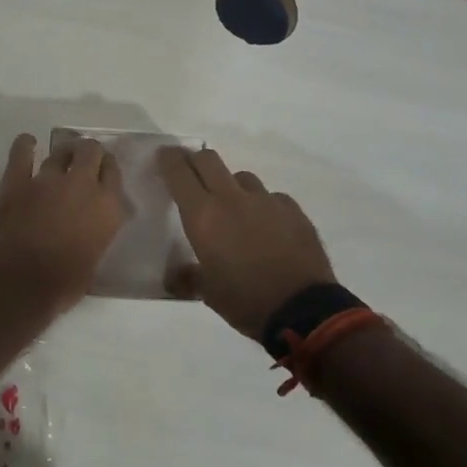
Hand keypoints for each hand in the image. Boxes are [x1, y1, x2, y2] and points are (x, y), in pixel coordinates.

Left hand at [0, 133, 127, 308]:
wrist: (23, 283)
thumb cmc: (65, 282)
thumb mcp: (96, 256)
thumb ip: (98, 231)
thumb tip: (91, 224)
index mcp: (107, 206)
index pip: (113, 172)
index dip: (107, 168)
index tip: (102, 171)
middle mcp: (82, 185)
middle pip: (90, 151)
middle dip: (88, 152)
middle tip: (83, 159)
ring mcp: (48, 179)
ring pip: (60, 151)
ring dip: (62, 153)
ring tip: (61, 156)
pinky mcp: (18, 180)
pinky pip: (21, 153)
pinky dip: (25, 145)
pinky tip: (27, 142)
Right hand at [158, 147, 336, 341]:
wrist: (303, 310)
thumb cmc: (246, 301)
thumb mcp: (208, 293)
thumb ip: (188, 278)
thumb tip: (174, 277)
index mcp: (203, 216)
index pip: (179, 173)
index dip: (168, 159)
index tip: (164, 156)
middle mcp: (232, 199)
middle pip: (209, 159)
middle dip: (196, 161)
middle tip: (192, 175)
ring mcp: (266, 201)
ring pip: (241, 177)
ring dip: (231, 185)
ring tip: (234, 208)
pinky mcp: (293, 209)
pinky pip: (271, 197)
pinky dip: (263, 205)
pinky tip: (267, 226)